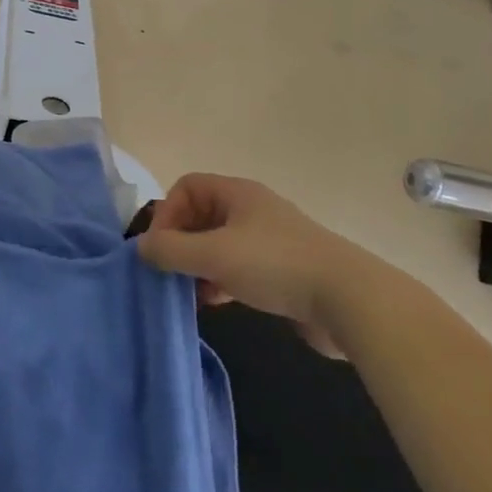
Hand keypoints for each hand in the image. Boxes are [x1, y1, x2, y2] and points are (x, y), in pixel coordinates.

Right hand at [137, 173, 378, 356]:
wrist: (350, 301)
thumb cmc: (275, 265)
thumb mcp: (214, 255)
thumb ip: (170, 250)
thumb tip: (140, 248)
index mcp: (236, 194)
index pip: (187, 187)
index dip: (167, 212)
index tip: (160, 247)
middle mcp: (251, 210)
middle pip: (201, 216)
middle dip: (180, 242)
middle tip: (169, 272)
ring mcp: (269, 241)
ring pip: (219, 245)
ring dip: (199, 266)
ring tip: (189, 293)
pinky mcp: (283, 272)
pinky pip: (239, 268)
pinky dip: (221, 281)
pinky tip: (215, 303)